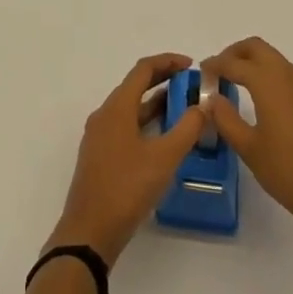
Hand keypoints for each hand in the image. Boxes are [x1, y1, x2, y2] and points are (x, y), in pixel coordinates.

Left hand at [48, 53, 206, 264]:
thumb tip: (203, 106)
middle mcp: (105, 114)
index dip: (168, 62)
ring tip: (184, 109)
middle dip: (163, 81)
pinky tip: (164, 139)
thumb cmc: (127, 188)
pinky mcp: (100, 155)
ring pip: (131, 108)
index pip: (143, 70)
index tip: (191, 65)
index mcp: (117, 107)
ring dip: (156, 103)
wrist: (89, 231)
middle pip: (135, 86)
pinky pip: (126, 126)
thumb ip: (187, 129)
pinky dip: (146, 122)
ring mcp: (100, 135)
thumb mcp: (164, 158)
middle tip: (191, 85)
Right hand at [205, 37, 292, 242]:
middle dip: (237, 52)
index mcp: (267, 84)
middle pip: (259, 49)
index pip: (235, 64)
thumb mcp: (249, 149)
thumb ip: (227, 119)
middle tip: (222, 68)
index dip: (216, 64)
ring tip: (249, 79)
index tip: (203, 72)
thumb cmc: (288, 173)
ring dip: (264, 63)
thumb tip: (212, 98)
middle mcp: (290, 78)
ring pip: (284, 62)